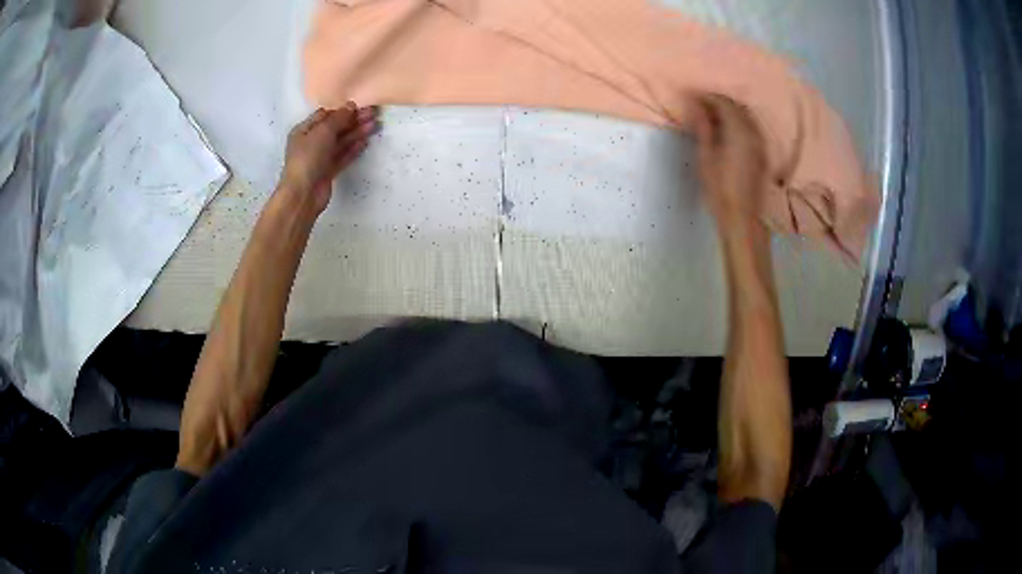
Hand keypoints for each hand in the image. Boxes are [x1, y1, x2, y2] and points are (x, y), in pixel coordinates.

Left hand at [279, 102, 377, 215]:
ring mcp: (320, 157)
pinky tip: (365, 142)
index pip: (324, 115)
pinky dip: (353, 149)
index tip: (360, 104)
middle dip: (353, 120)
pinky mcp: (328, 171)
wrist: (303, 194)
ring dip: (357, 133)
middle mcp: (311, 142)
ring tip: (375, 125)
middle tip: (373, 113)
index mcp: (304, 130)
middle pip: (335, 128)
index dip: (342, 109)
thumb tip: (351, 105)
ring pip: (341, 141)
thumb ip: (338, 118)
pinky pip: (342, 156)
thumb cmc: (308, 158)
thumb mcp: (323, 132)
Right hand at [693, 95, 767, 230]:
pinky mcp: (763, 153)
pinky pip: (751, 128)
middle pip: (737, 107)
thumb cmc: (720, 189)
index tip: (692, 97)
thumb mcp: (706, 157)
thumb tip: (696, 105)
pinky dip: (739, 122)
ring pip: (746, 116)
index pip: (723, 103)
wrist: (743, 218)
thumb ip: (703, 128)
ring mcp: (761, 143)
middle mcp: (753, 133)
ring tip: (712, 116)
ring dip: (730, 111)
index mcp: (738, 131)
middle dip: (719, 102)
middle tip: (700, 105)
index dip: (707, 97)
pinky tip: (728, 130)